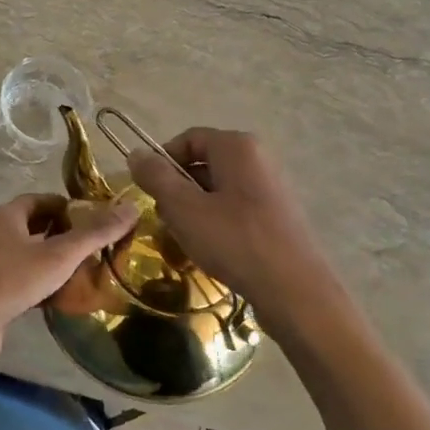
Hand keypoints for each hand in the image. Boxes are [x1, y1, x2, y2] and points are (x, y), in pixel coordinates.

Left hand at [0, 194, 139, 377]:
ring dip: (57, 262)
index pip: (44, 200)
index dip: (71, 206)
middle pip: (39, 227)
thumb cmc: (11, 280)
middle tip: (99, 247)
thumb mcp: (59, 254)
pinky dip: (46, 285)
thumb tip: (132, 208)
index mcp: (8, 216)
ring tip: (89, 272)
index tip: (99, 220)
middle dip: (67, 235)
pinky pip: (26, 281)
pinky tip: (66, 298)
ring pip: (33, 256)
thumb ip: (95, 233)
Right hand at [127, 128, 328, 311]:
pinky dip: (217, 222)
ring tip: (186, 239)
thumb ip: (156, 177)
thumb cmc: (234, 241)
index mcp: (237, 146)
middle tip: (165, 219)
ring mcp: (270, 187)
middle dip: (178, 189)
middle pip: (203, 163)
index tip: (148, 191)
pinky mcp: (277, 215)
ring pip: (218, 189)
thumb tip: (135, 153)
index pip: (188, 139)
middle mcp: (257, 158)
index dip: (162, 161)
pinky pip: (236, 208)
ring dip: (195, 209)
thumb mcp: (184, 208)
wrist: (294, 290)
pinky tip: (212, 249)